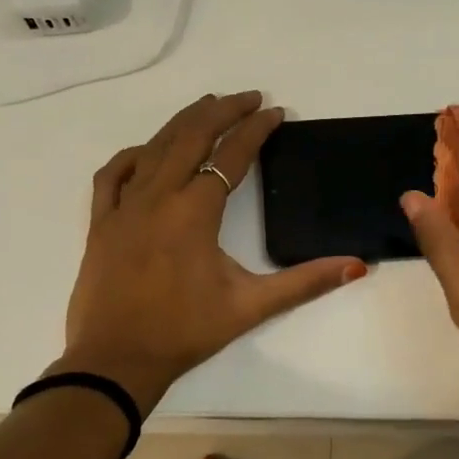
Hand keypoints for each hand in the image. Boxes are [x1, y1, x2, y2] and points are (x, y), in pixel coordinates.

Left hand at [58, 91, 367, 410]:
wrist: (116, 360)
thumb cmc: (185, 332)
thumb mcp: (250, 306)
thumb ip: (305, 282)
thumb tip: (357, 266)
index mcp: (195, 211)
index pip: (232, 155)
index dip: (257, 129)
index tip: (276, 112)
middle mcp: (158, 196)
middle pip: (192, 136)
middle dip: (223, 110)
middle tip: (249, 98)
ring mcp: (124, 206)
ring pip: (154, 146)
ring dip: (184, 122)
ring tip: (208, 106)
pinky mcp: (101, 221)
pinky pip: (114, 174)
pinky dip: (135, 154)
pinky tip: (148, 151)